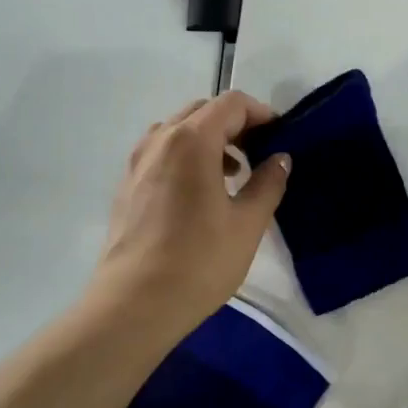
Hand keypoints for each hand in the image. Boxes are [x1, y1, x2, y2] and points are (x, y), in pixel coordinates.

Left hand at [89, 91, 289, 338]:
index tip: (280, 137)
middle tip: (260, 153)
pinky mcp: (127, 186)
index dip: (260, 113)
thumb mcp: (248, 223)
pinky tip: (202, 195)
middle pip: (202, 111)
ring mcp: (137, 162)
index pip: (230, 104)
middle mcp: (159, 141)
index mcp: (191, 141)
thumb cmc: (200, 261)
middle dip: (234, 125)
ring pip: (178, 131)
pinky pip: (162, 154)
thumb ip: (268, 183)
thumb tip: (280, 159)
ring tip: (233, 175)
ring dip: (209, 141)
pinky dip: (187, 158)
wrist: (136, 303)